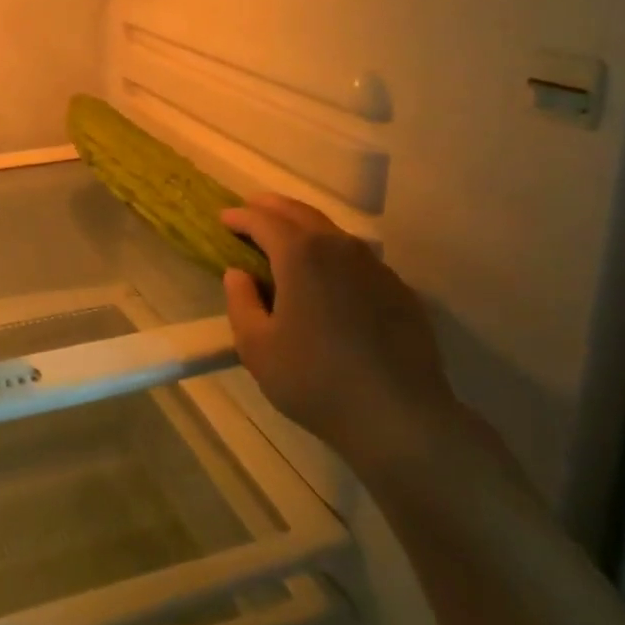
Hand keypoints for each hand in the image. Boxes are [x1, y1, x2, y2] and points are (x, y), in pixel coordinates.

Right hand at [220, 194, 466, 479]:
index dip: (240, 217)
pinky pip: (357, 258)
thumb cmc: (316, 380)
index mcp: (300, 254)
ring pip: (332, 232)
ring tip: (286, 237)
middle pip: (300, 213)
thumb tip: (239, 273)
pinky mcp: (398, 289)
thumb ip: (240, 302)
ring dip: (304, 226)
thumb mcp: (257, 347)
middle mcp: (339, 247)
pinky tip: (328, 275)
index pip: (263, 220)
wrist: (400, 416)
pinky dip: (333, 253)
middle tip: (252, 209)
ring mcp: (374, 266)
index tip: (224, 218)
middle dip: (272, 207)